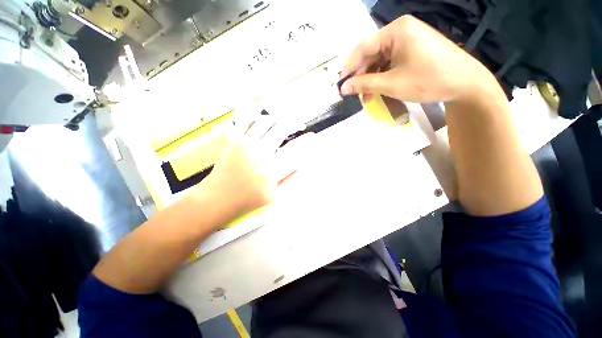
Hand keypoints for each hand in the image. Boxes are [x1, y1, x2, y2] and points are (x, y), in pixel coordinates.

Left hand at [202, 111, 306, 218]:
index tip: (312, 136)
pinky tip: (261, 114)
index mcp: (272, 170)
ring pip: (266, 120)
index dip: (307, 141)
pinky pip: (244, 118)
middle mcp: (260, 153)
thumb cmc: (248, 200)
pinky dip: (253, 112)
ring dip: (278, 119)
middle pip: (282, 128)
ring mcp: (245, 144)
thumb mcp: (276, 196)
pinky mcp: (233, 140)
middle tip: (299, 126)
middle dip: (295, 123)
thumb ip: (292, 179)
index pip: (296, 149)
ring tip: (282, 123)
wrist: (218, 199)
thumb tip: (305, 164)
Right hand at [339, 15, 496, 103]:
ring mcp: (409, 40)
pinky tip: (379, 89)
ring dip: (371, 79)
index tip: (340, 84)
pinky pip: (391, 62)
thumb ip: (364, 84)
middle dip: (361, 75)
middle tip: (353, 94)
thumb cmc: (428, 80)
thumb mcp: (391, 83)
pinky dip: (383, 77)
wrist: (466, 84)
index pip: (363, 47)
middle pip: (372, 53)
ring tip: (366, 97)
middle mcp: (401, 30)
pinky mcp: (414, 50)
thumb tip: (343, 88)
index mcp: (396, 31)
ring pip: (380, 60)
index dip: (349, 68)